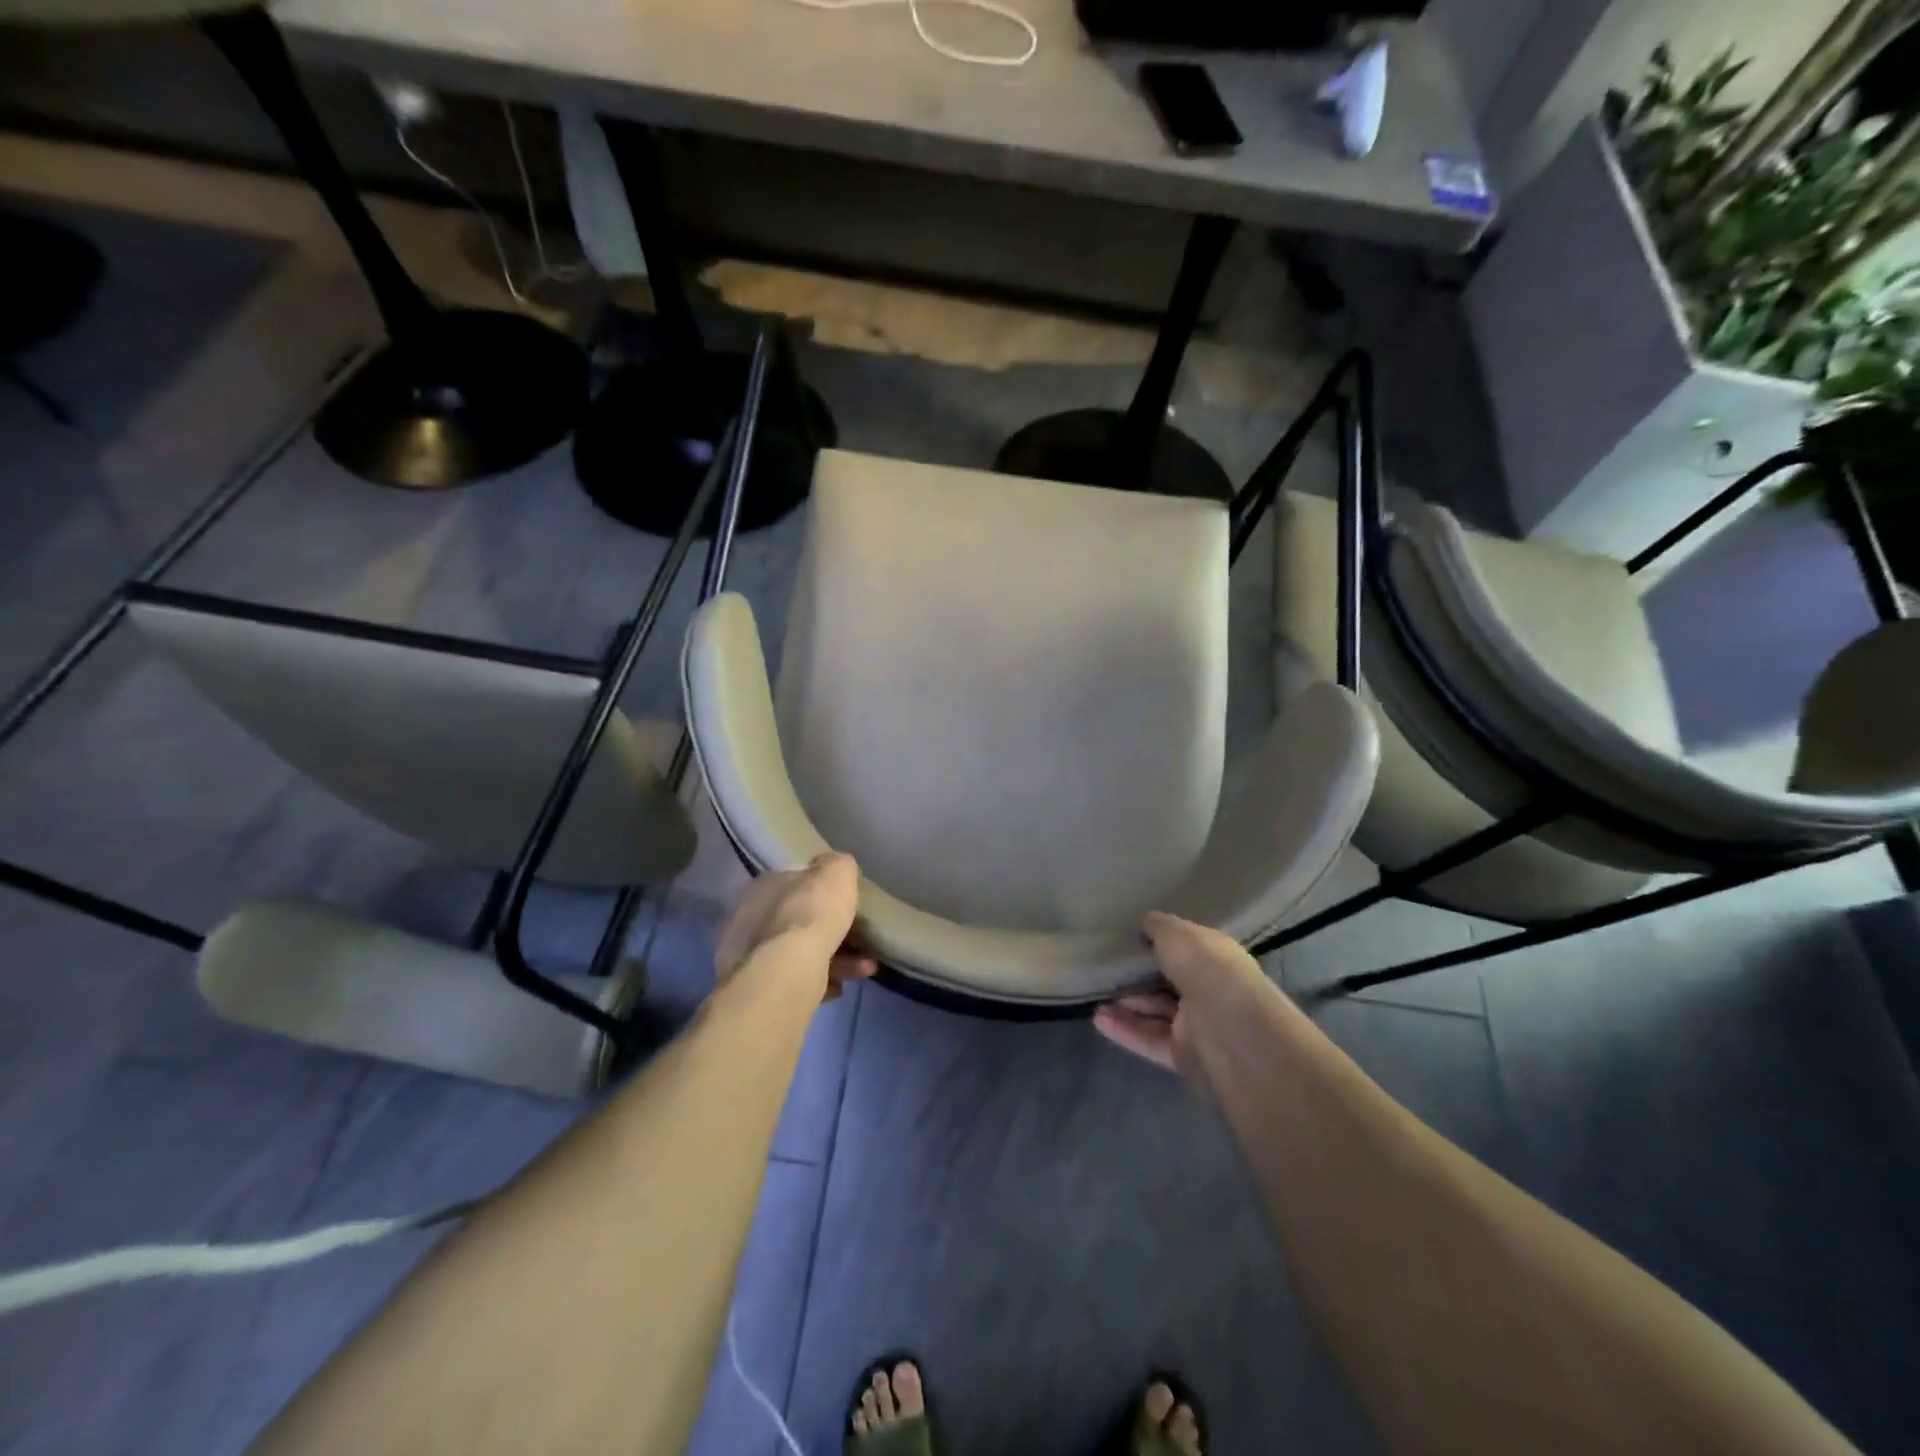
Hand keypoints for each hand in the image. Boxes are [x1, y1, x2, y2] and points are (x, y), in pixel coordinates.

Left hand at [714, 852, 876, 1001]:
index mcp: (765, 885)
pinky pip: (796, 980)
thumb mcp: (837, 872)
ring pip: (800, 953)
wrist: (786, 972)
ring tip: (865, 968)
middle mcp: (750, 917)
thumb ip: (838, 866)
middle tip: (860, 939)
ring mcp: (749, 955)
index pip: (795, 881)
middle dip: (831, 929)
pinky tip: (839, 988)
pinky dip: (820, 982)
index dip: (822, 890)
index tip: (846, 902)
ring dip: (836, 958)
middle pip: (798, 919)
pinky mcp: (757, 988)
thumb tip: (836, 869)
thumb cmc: (812, 913)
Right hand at [1094, 911, 1266, 1079]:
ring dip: (1126, 1004)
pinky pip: (1149, 1039)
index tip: (1128, 938)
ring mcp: (1197, 1025)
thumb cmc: (1207, 969)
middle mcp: (1208, 989)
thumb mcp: (1177, 934)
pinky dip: (1125, 1029)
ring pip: (1156, 1011)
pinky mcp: (1183, 1055)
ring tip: (1093, 993)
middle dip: (1138, 976)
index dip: (1159, 942)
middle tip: (1104, 967)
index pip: (1186, 948)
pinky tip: (1098, 1019)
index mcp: (1215, 957)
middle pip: (1168, 982)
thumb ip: (1158, 927)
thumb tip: (1145, 922)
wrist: (1231, 1031)